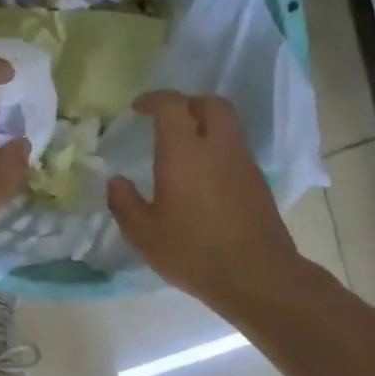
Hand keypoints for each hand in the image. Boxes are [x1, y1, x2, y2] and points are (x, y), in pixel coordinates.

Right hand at [108, 91, 303, 308]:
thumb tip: (115, 182)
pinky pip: (236, 152)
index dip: (154, 99)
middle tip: (170, 120)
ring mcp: (244, 164)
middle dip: (189, 103)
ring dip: (207, 127)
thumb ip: (125, 203)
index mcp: (185, 153)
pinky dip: (219, 152)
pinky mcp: (259, 182)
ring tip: (186, 151)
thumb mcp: (145, 235)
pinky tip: (206, 181)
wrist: (256, 276)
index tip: (138, 109)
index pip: (172, 105)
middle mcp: (218, 148)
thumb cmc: (194, 253)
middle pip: (211, 104)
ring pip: (228, 127)